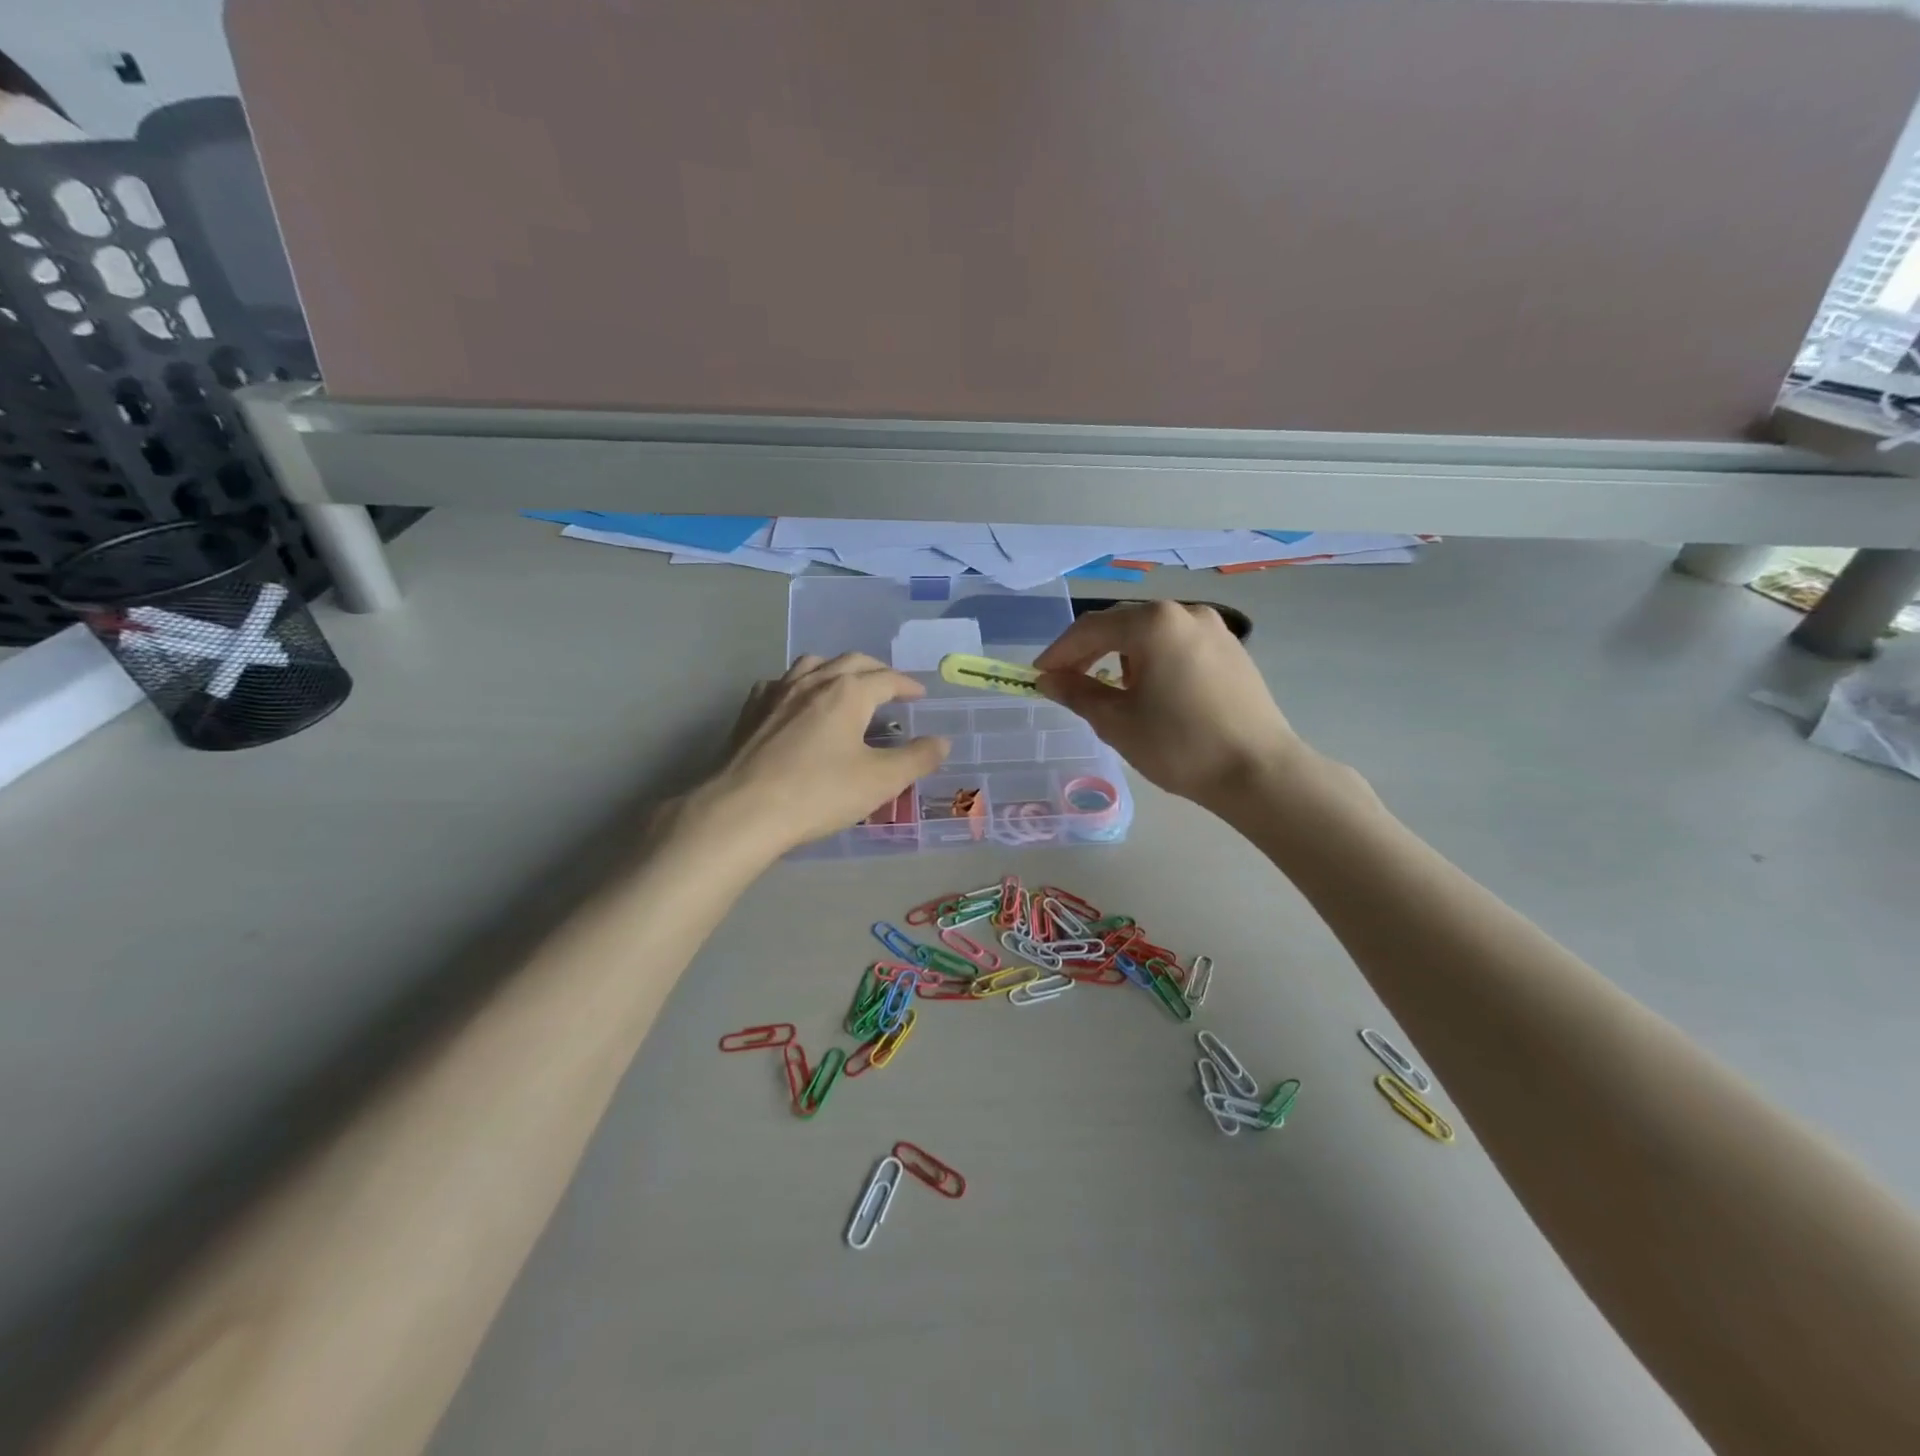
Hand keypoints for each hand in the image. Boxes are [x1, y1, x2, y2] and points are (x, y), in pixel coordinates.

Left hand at [697, 653, 948, 853]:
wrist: (742, 811)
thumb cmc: (819, 793)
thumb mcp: (880, 781)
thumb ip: (916, 758)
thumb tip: (941, 741)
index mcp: (848, 692)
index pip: (887, 679)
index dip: (908, 686)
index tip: (920, 696)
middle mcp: (813, 681)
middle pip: (851, 662)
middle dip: (876, 671)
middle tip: (890, 688)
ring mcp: (777, 692)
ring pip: (812, 665)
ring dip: (836, 670)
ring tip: (846, 687)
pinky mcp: (751, 711)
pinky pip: (780, 684)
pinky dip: (799, 686)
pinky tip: (797, 704)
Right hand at [1034, 600, 1307, 809]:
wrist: (1258, 772)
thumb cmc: (1179, 745)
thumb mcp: (1117, 721)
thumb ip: (1077, 693)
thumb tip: (1048, 680)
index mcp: (1154, 624)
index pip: (1091, 629)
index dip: (1059, 652)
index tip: (1039, 677)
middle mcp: (1185, 613)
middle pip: (1122, 625)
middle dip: (1090, 652)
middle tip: (1068, 683)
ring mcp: (1214, 629)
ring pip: (1151, 634)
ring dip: (1122, 656)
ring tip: (1113, 692)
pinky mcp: (1231, 650)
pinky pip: (1178, 645)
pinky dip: (1154, 661)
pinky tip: (1152, 692)